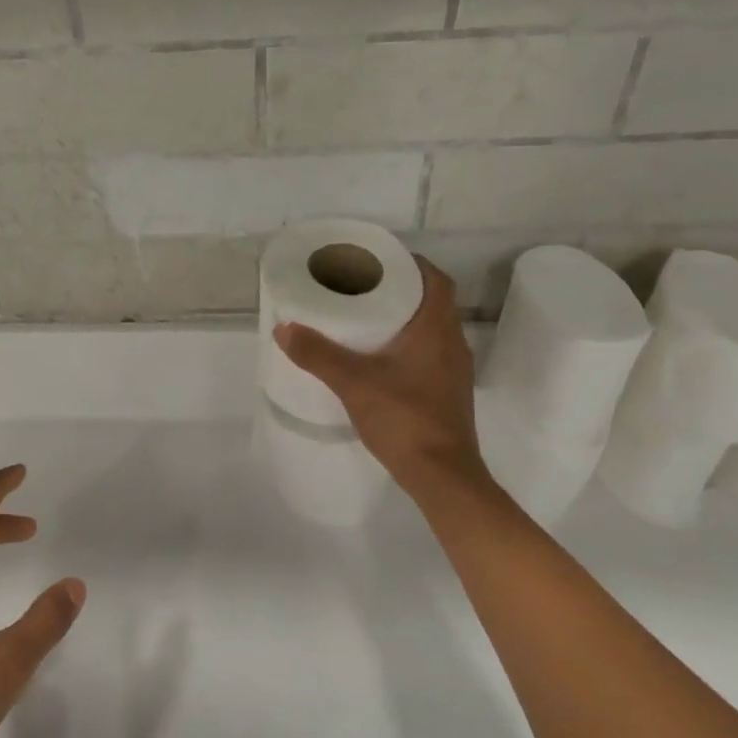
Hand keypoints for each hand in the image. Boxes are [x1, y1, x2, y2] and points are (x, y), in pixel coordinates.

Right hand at [274, 257, 486, 495]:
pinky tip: (381, 360)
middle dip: (401, 290)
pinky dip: (408, 346)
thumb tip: (283, 328)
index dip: (411, 264)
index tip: (379, 261)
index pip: (435, 279)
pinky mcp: (448, 393)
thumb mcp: (354, 384)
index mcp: (437, 330)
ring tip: (367, 319)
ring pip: (432, 330)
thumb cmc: (404, 419)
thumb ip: (318, 355)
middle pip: (433, 302)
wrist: (443, 476)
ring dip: (405, 320)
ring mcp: (454, 371)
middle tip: (363, 287)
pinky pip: (430, 354)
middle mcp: (453, 344)